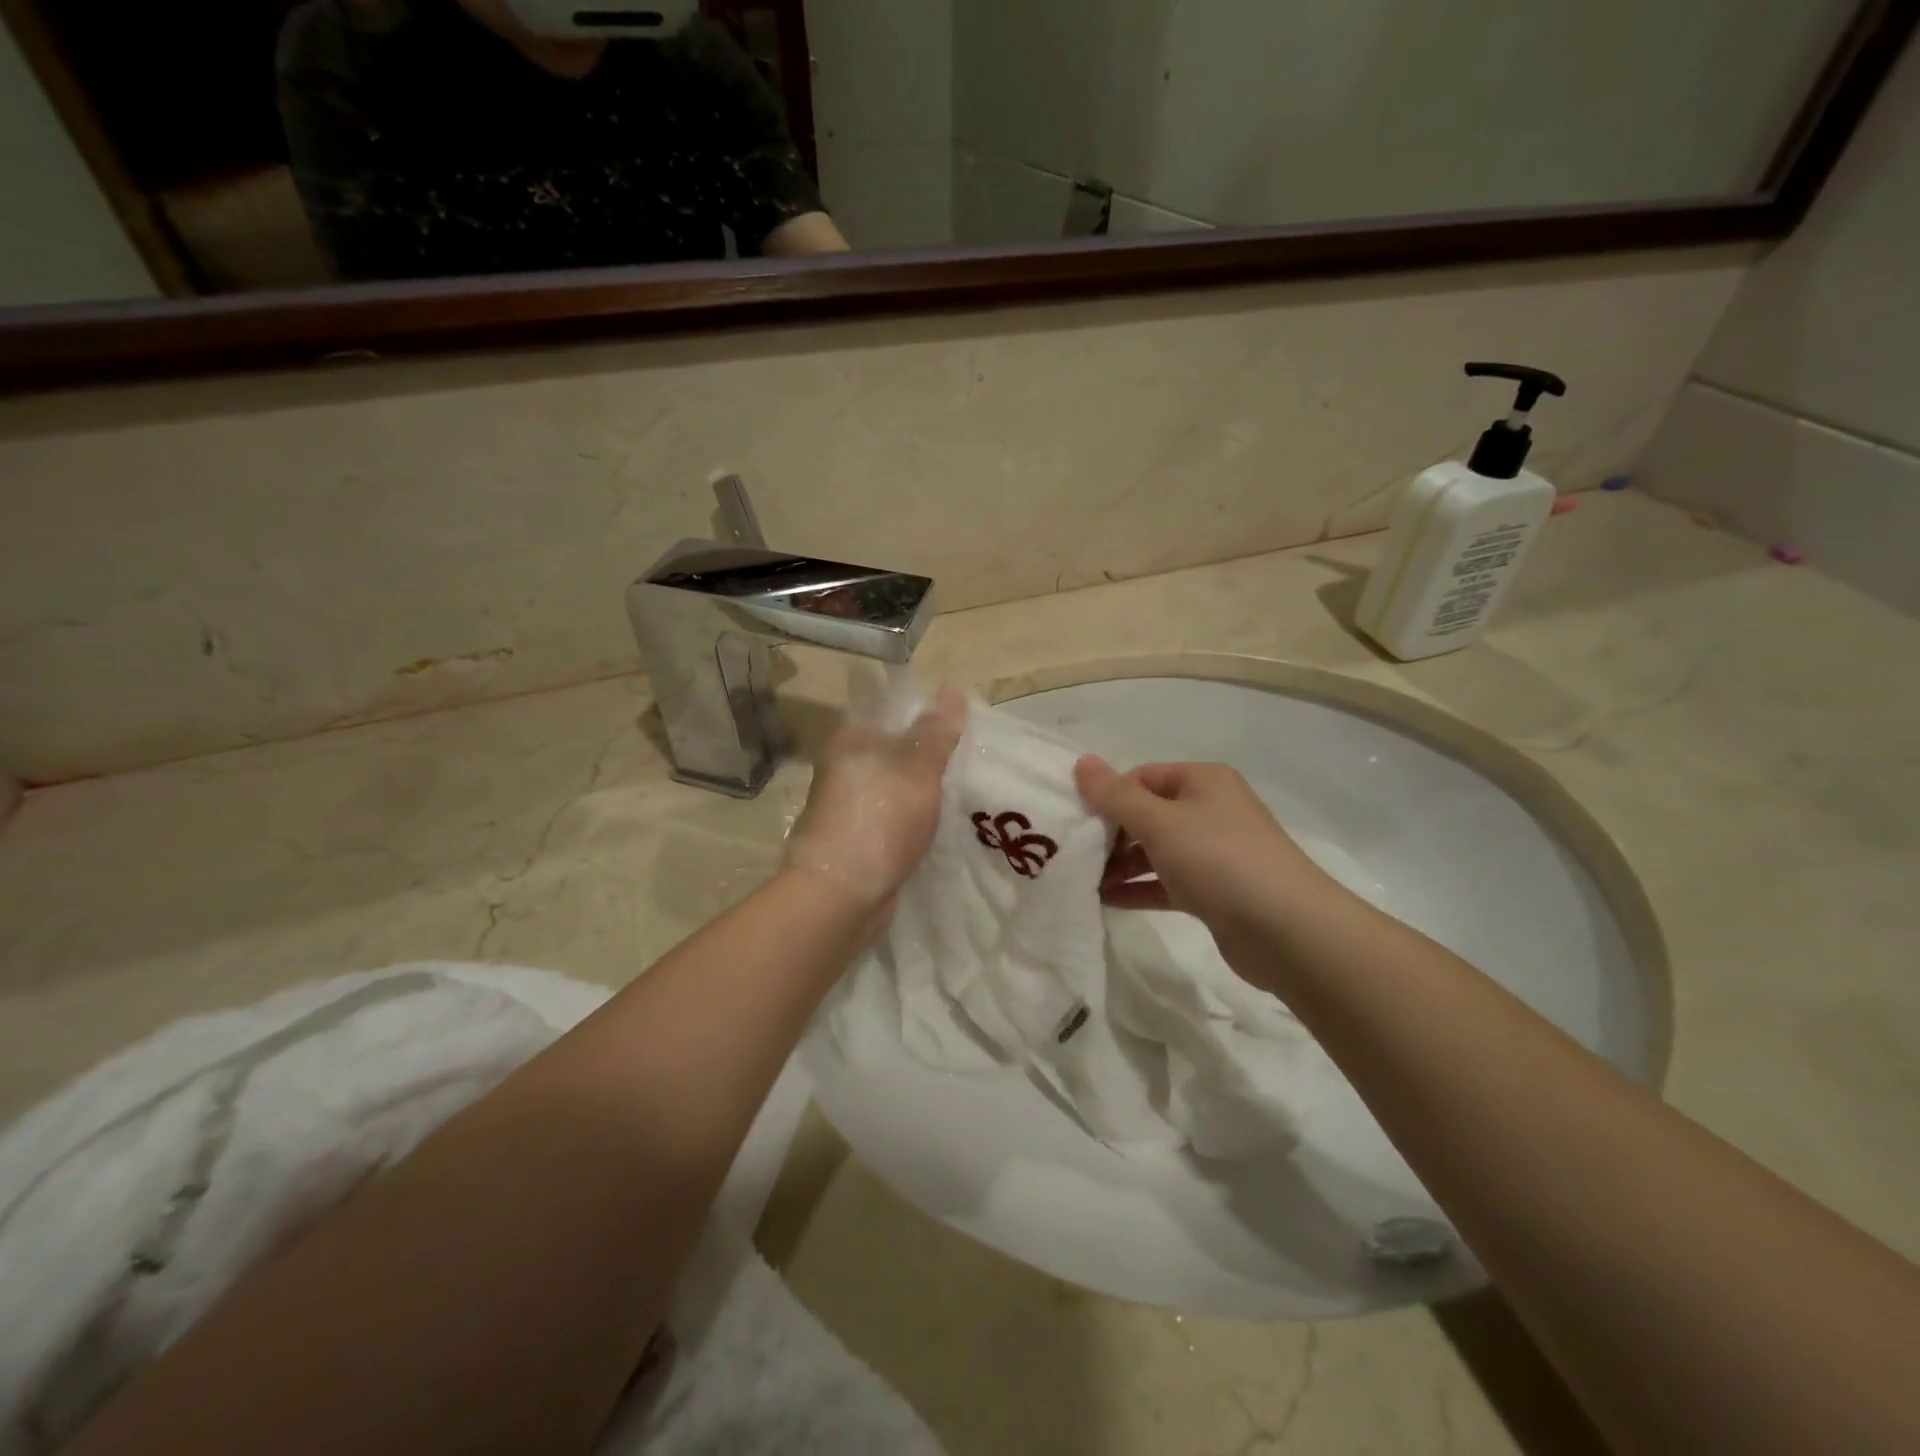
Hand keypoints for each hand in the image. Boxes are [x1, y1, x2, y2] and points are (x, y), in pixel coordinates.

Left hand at [785, 688, 963, 913]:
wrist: (843, 894)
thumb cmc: (880, 818)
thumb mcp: (918, 767)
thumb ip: (936, 731)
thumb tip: (951, 689)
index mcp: (850, 738)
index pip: (890, 708)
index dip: (926, 711)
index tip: (962, 722)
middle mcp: (843, 765)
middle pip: (894, 746)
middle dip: (929, 752)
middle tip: (972, 754)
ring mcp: (849, 803)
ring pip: (895, 783)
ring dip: (924, 787)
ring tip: (966, 786)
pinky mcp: (858, 836)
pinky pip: (894, 813)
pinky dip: (915, 814)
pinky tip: (942, 819)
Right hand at [1074, 757, 1342, 961]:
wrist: (1286, 930)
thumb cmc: (1218, 859)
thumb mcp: (1159, 822)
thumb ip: (1116, 795)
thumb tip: (1082, 762)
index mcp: (1203, 781)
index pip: (1142, 777)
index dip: (1109, 795)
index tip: (1077, 822)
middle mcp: (1210, 810)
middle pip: (1148, 813)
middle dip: (1111, 833)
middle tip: (1077, 855)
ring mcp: (1215, 853)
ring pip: (1156, 850)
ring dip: (1121, 864)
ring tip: (1084, 882)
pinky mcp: (1215, 892)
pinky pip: (1167, 882)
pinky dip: (1139, 888)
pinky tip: (1106, 901)